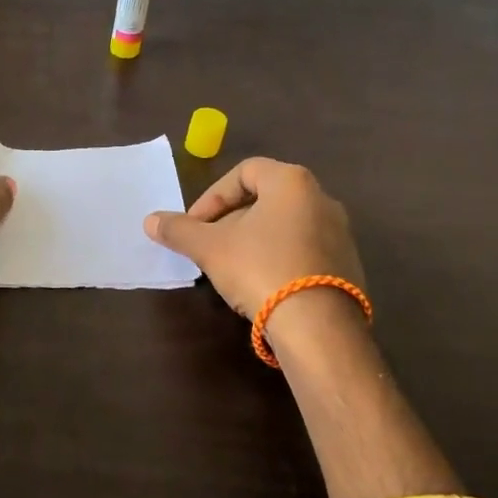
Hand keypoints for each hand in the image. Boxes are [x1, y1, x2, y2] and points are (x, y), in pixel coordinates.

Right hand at [143, 157, 364, 318]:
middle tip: (209, 246)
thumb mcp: (209, 248)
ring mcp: (340, 233)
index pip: (244, 172)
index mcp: (291, 182)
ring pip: (284, 225)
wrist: (318, 326)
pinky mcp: (348, 265)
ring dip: (253, 240)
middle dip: (230, 220)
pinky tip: (262, 286)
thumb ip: (179, 230)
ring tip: (231, 268)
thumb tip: (150, 220)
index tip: (195, 226)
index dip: (212, 196)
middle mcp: (321, 199)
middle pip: (265, 198)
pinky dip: (278, 258)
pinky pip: (304, 250)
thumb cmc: (260, 269)